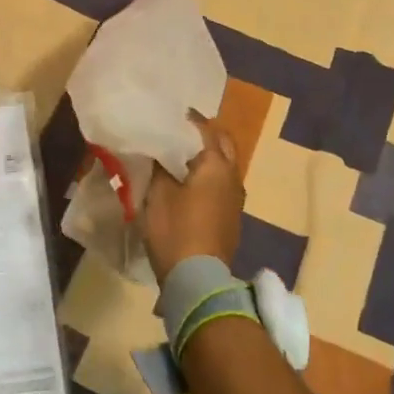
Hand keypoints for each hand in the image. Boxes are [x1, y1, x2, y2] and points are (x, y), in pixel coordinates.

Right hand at [141, 113, 243, 284]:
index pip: (205, 129)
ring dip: (206, 157)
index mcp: (216, 165)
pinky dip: (207, 177)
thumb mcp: (158, 194)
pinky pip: (221, 185)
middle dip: (204, 135)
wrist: (198, 279)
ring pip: (224, 166)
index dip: (188, 119)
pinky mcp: (231, 217)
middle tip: (178, 133)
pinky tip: (187, 184)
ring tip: (178, 157)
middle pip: (223, 145)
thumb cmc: (176, 230)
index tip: (168, 114)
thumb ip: (158, 166)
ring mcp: (235, 199)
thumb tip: (157, 149)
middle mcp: (233, 177)